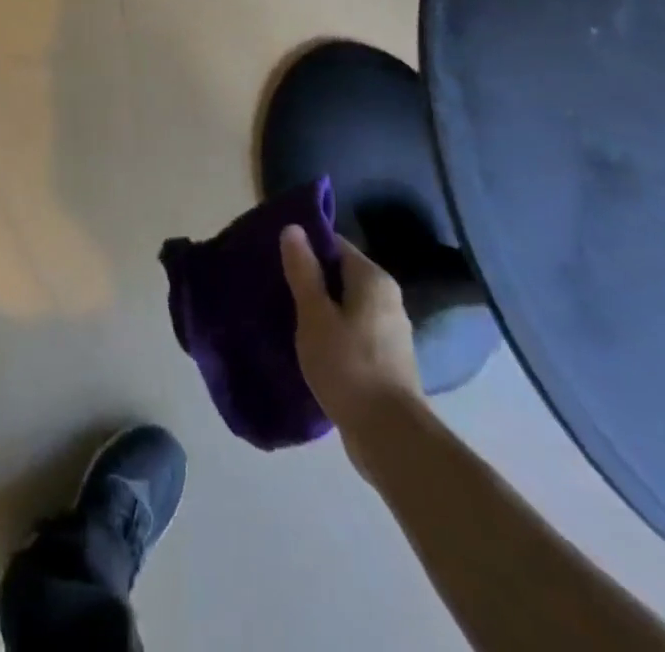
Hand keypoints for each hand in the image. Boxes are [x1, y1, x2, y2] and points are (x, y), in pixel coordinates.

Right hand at [280, 225, 424, 474]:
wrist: (390, 437)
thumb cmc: (348, 365)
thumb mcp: (314, 314)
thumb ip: (303, 271)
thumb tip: (294, 228)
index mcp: (373, 280)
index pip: (335, 244)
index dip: (304, 246)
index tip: (275, 255)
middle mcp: (387, 299)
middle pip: (341, 274)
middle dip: (309, 278)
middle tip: (275, 284)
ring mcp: (389, 331)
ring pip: (345, 304)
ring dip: (319, 307)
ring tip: (285, 314)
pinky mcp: (385, 360)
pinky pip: (351, 330)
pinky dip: (331, 331)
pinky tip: (308, 343)